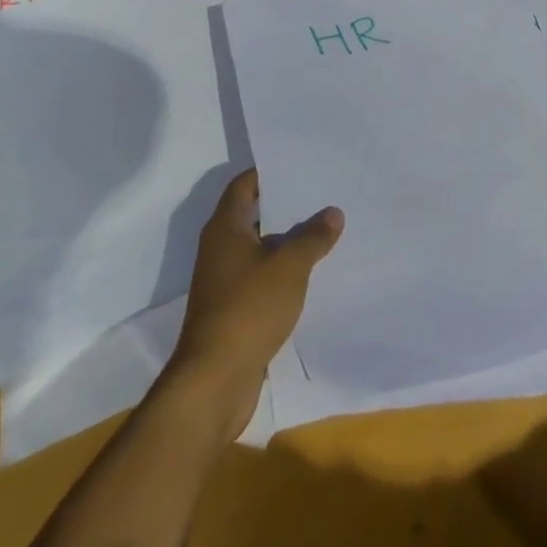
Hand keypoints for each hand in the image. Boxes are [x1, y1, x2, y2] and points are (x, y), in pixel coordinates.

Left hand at [169, 169, 342, 437]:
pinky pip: (262, 279)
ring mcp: (224, 283)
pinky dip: (283, 272)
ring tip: (326, 229)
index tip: (299, 163)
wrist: (214, 383)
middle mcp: (220, 250)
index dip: (268, 171)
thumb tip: (332, 212)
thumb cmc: (248, 309)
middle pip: (254, 215)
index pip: (244, 185)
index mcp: (225, 229)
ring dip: (288, 242)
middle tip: (323, 193)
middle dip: (287, 206)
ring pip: (261, 249)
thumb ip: (313, 236)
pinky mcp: (233, 312)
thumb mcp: (290, 266)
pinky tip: (313, 272)